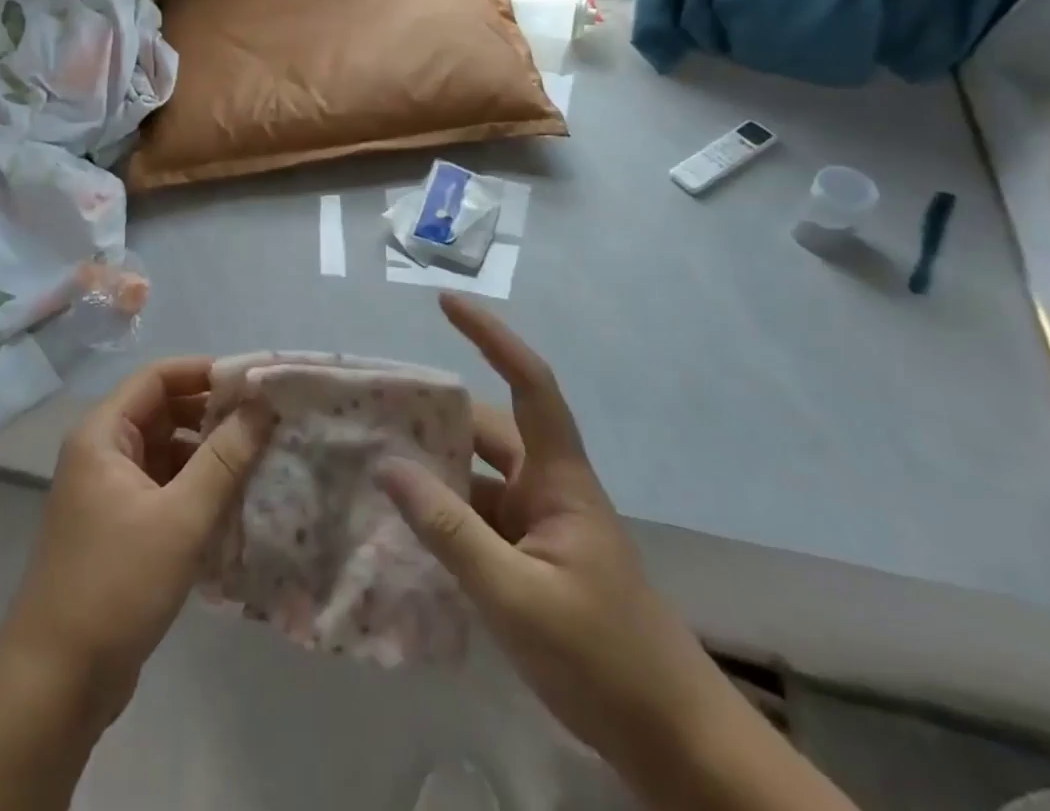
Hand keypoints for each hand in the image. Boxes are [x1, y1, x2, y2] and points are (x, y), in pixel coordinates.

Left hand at [0, 357, 273, 720]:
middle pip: (162, 411)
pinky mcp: (119, 526)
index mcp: (102, 434)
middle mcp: (102, 451)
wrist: (56, 684)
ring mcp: (108, 490)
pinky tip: (232, 504)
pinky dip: (195, 488)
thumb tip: (263, 405)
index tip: (254, 382)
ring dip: (207, 453)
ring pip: (166, 451)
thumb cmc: (116, 586)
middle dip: (212, 414)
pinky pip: (163, 486)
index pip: (158, 377)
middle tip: (265, 423)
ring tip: (258, 460)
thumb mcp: (181, 518)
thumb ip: (225, 458)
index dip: (205, 372)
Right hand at [376, 295, 730, 773]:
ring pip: (477, 476)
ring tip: (373, 458)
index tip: (446, 304)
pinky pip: (477, 517)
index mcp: (559, 478)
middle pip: (487, 429)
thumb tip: (388, 466)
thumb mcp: (517, 597)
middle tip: (375, 405)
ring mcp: (540, 525)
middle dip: (436, 412)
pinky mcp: (532, 559)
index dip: (491, 337)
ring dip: (434, 467)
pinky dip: (442, 512)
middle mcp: (548, 487)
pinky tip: (402, 523)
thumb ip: (449, 530)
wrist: (675, 744)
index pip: (529, 384)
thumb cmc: (605, 658)